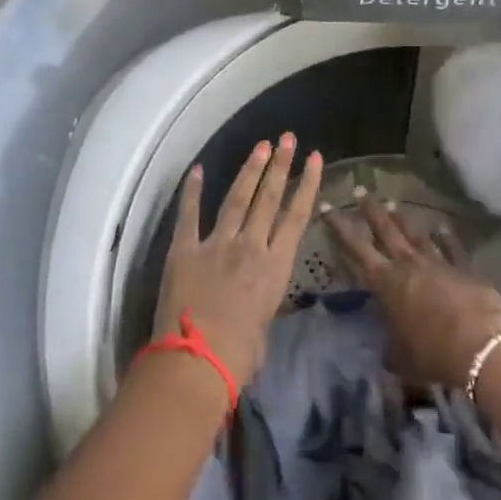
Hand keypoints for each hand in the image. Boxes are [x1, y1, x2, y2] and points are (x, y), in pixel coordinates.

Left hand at [153, 134, 322, 386]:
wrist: (196, 361)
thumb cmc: (239, 357)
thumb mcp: (264, 329)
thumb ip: (263, 306)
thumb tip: (256, 305)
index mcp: (275, 267)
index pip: (297, 216)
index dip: (307, 185)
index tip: (315, 158)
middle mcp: (250, 246)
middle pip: (269, 198)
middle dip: (280, 165)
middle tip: (288, 138)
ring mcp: (217, 244)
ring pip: (237, 198)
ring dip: (250, 169)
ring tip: (261, 145)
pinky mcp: (185, 249)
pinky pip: (190, 214)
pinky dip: (193, 191)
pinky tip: (198, 170)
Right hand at [325, 198, 500, 389]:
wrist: (482, 343)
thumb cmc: (434, 352)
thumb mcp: (403, 360)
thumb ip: (393, 351)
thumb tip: (387, 354)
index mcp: (386, 282)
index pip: (356, 248)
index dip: (339, 227)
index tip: (326, 206)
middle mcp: (408, 264)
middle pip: (386, 229)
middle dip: (370, 210)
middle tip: (360, 190)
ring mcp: (438, 262)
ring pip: (415, 233)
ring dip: (403, 219)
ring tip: (393, 203)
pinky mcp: (464, 268)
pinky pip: (451, 247)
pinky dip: (445, 236)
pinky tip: (441, 226)